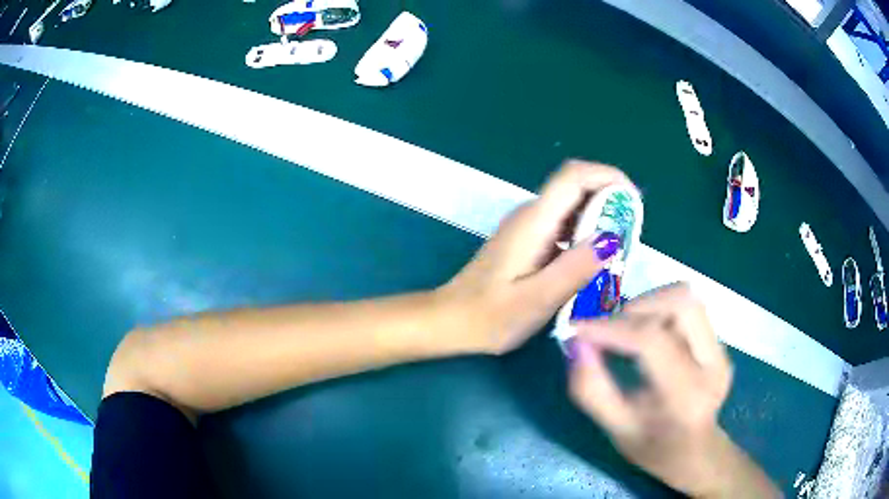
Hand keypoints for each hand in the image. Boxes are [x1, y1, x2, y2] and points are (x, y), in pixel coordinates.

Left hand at [437, 160, 631, 354]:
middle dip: (611, 201)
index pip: (574, 176)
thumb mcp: (537, 299)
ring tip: (621, 250)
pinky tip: (595, 261)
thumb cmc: (489, 316)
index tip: (634, 203)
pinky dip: (587, 234)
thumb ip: (575, 268)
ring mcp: (529, 227)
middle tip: (632, 235)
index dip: (608, 177)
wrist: (451, 321)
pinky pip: (565, 225)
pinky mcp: (529, 241)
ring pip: (573, 206)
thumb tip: (612, 237)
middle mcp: (531, 215)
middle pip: (577, 187)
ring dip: (601, 218)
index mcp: (534, 222)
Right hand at [568, 284, 778, 497]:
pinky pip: (689, 308)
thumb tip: (575, 343)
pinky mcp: (720, 343)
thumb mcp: (615, 429)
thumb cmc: (653, 448)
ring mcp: (721, 350)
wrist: (695, 453)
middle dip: (636, 308)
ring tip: (627, 329)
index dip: (611, 328)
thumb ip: (590, 389)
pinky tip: (647, 334)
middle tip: (609, 329)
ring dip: (649, 304)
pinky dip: (660, 311)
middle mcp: (713, 365)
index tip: (578, 329)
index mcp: (686, 396)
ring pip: (686, 298)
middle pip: (680, 303)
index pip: (652, 341)